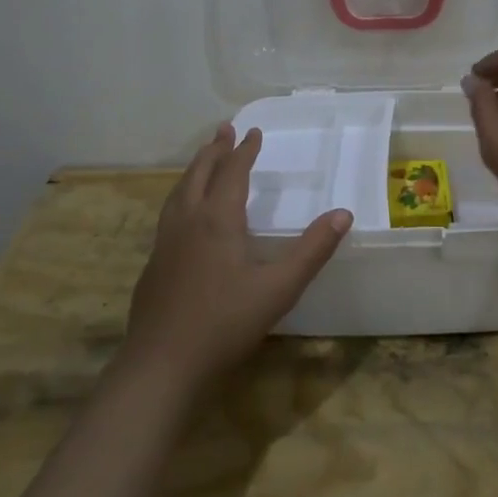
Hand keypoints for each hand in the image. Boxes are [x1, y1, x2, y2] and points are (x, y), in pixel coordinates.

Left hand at [126, 124, 351, 392]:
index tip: (253, 132)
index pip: (232, 173)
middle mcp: (187, 222)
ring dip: (194, 171)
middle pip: (199, 175)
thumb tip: (344, 214)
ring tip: (202, 161)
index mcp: (217, 220)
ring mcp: (165, 244)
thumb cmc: (225, 323)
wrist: (162, 365)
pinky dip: (181, 197)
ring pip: (178, 193)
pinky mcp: (153, 266)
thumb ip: (312, 250)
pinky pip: (169, 215)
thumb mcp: (279, 288)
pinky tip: (185, 216)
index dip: (244, 151)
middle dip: (214, 151)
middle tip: (223, 130)